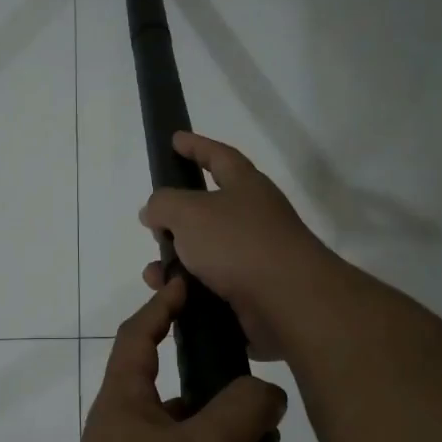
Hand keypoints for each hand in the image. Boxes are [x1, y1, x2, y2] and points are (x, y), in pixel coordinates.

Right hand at [139, 131, 338, 359]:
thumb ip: (164, 204)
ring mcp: (254, 257)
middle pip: (206, 211)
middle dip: (175, 220)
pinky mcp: (251, 293)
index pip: (218, 156)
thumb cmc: (238, 243)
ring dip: (174, 263)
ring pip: (203, 254)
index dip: (196, 146)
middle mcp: (253, 218)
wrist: (288, 302)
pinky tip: (173, 299)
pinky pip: (210, 287)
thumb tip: (155, 212)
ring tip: (155, 276)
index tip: (175, 139)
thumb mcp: (189, 212)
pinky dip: (188, 291)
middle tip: (153, 228)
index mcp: (245, 186)